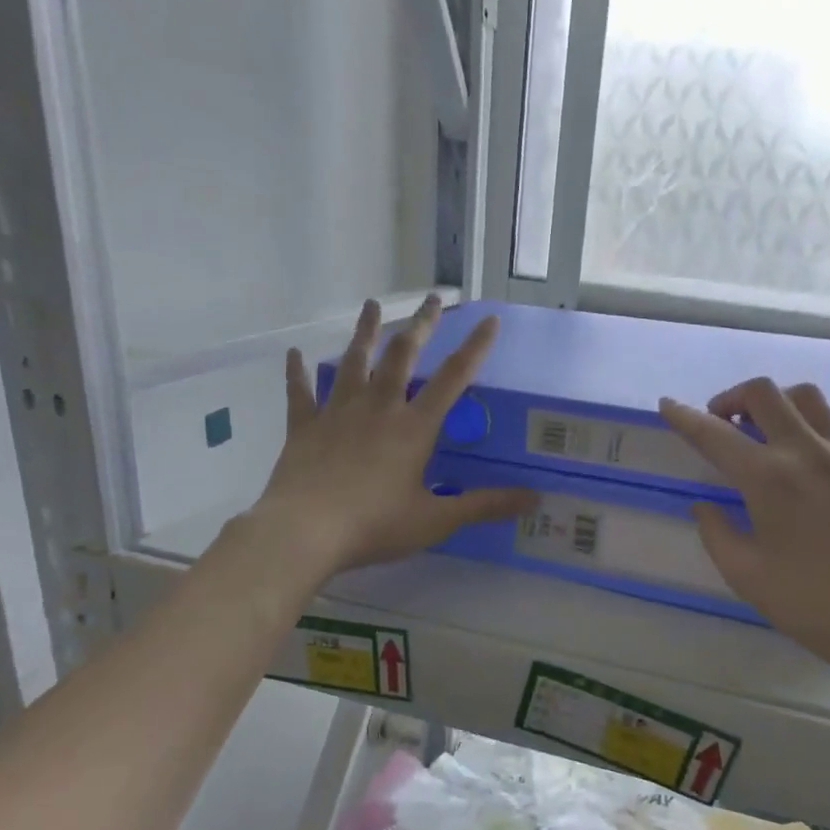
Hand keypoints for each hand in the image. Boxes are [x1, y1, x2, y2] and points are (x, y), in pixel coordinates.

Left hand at [252, 296, 533, 573]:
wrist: (305, 530)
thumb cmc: (375, 525)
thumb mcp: (436, 520)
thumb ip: (484, 506)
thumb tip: (533, 498)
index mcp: (414, 428)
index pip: (453, 379)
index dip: (474, 348)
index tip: (489, 320)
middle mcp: (378, 408)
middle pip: (402, 356)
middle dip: (420, 325)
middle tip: (430, 299)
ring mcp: (338, 413)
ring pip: (354, 362)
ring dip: (365, 332)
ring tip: (371, 305)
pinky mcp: (305, 426)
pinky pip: (301, 392)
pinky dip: (299, 372)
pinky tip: (295, 354)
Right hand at [659, 378, 829, 702]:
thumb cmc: (813, 605)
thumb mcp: (747, 576)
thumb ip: (716, 534)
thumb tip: (704, 507)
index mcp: (769, 479)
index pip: (715, 435)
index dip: (684, 418)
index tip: (667, 405)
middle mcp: (808, 452)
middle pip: (765, 394)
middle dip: (731, 398)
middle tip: (719, 423)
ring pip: (807, 398)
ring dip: (775, 403)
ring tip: (762, 431)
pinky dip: (809, 425)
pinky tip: (804, 455)